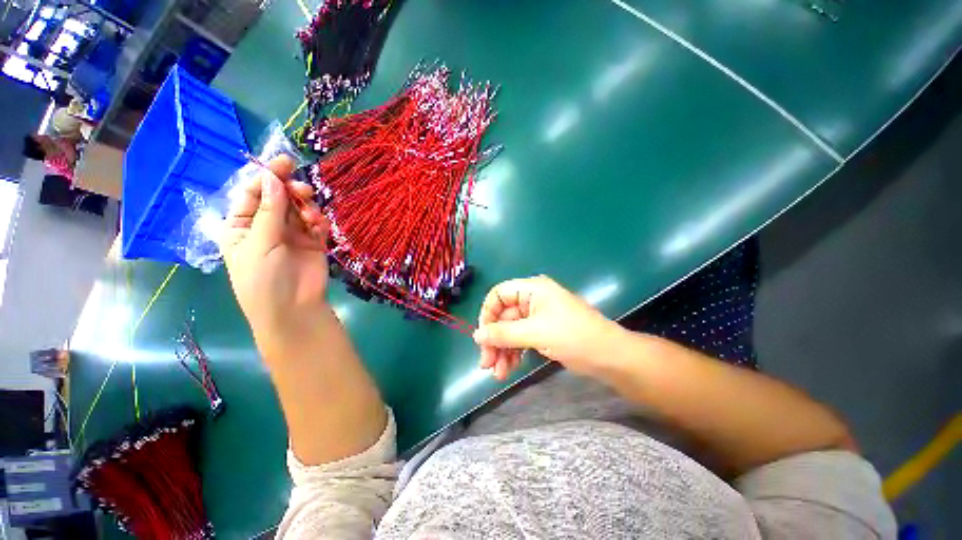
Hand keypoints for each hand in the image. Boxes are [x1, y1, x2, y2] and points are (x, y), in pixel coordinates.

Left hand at [219, 155, 330, 357]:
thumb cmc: (264, 279)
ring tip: (311, 215)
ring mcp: (291, 234)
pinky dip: (319, 221)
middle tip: (303, 189)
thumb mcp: (260, 244)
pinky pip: (316, 224)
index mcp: (242, 225)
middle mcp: (266, 226)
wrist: (294, 309)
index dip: (266, 176)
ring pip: (300, 208)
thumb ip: (269, 211)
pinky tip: (320, 226)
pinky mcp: (313, 242)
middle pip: (278, 198)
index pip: (253, 194)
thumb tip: (273, 178)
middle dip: (290, 190)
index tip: (284, 162)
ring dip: (307, 206)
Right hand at [473, 275, 626, 379]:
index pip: (499, 294)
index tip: (483, 337)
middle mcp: (532, 299)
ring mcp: (537, 317)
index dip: (488, 314)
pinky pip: (520, 340)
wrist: (610, 357)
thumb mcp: (535, 333)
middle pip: (503, 317)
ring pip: (510, 331)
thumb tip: (477, 335)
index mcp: (532, 289)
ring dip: (502, 351)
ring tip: (497, 373)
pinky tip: (507, 370)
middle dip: (494, 340)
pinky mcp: (542, 332)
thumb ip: (503, 333)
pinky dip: (513, 354)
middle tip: (486, 364)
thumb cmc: (573, 336)